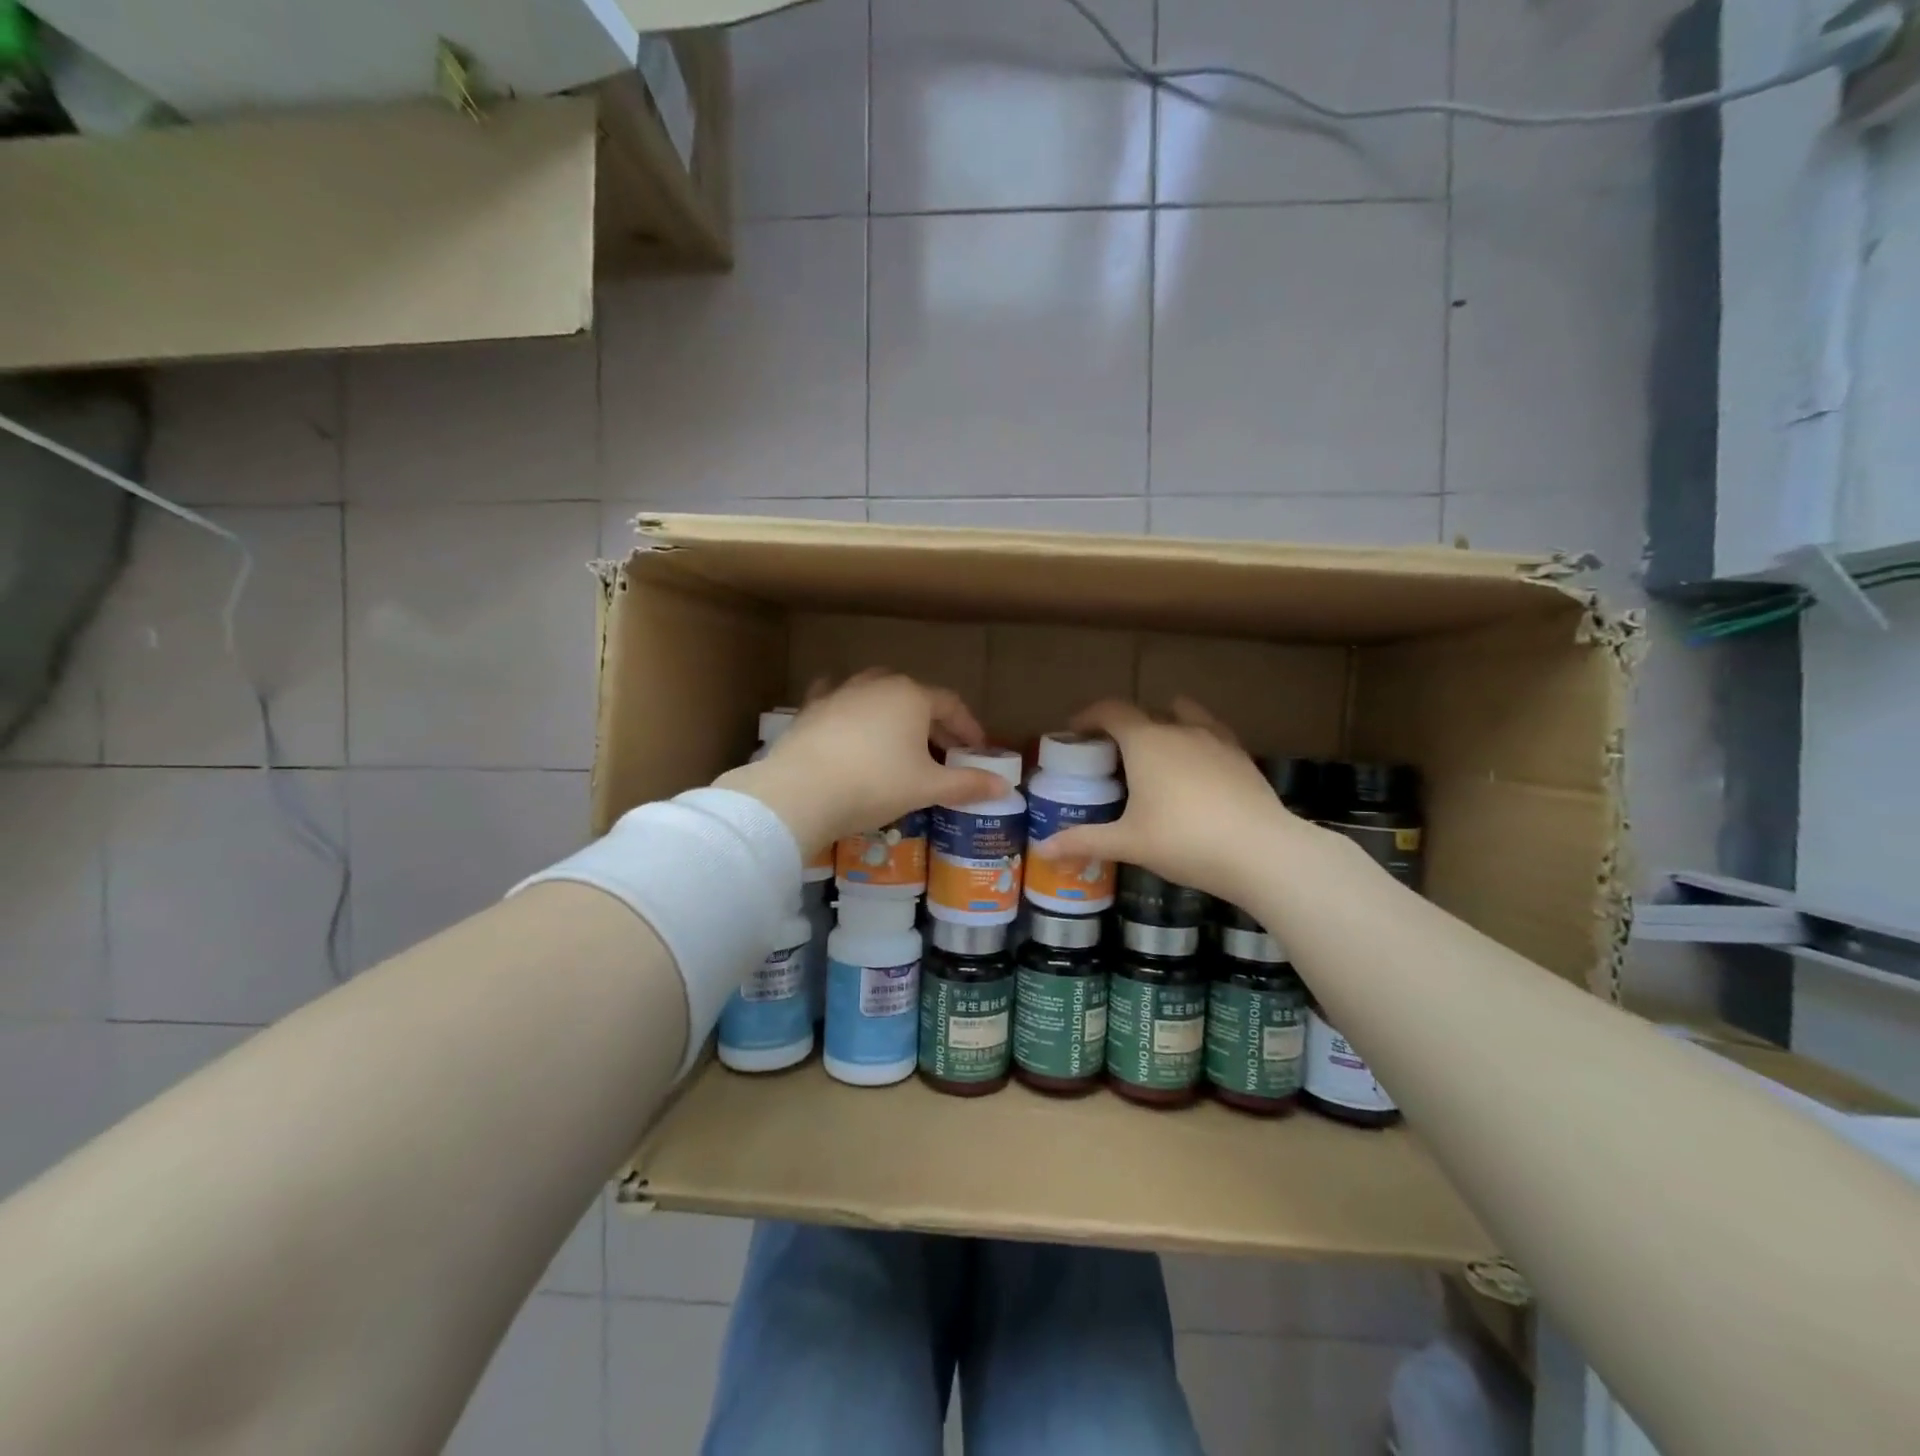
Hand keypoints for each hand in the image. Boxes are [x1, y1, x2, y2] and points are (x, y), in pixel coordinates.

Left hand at [715, 672, 1007, 856]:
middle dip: (933, 723)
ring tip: (900, 739)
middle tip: (944, 751)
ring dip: (893, 714)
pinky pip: (836, 699)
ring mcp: (840, 693)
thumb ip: (967, 784)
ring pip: (876, 694)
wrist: (800, 791)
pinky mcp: (812, 709)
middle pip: (915, 697)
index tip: (978, 750)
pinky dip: (849, 708)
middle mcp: (877, 684)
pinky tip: (846, 715)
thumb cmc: (875, 784)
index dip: (968, 728)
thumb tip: (1005, 787)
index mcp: (911, 696)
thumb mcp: (926, 787)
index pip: (951, 705)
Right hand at [1030, 698, 1319, 907]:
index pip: (1110, 711)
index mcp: (1146, 742)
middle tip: (1110, 755)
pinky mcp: (1242, 757)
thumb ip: (1083, 841)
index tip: (1074, 731)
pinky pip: (1212, 735)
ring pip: (1184, 716)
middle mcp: (1179, 729)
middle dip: (1123, 726)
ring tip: (1156, 754)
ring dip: (1164, 725)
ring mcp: (1216, 740)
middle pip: (1144, 713)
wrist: (1261, 851)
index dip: (1088, 716)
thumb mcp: (1128, 843)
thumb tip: (1041, 848)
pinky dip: (1196, 742)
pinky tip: (1197, 770)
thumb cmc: (1184, 841)